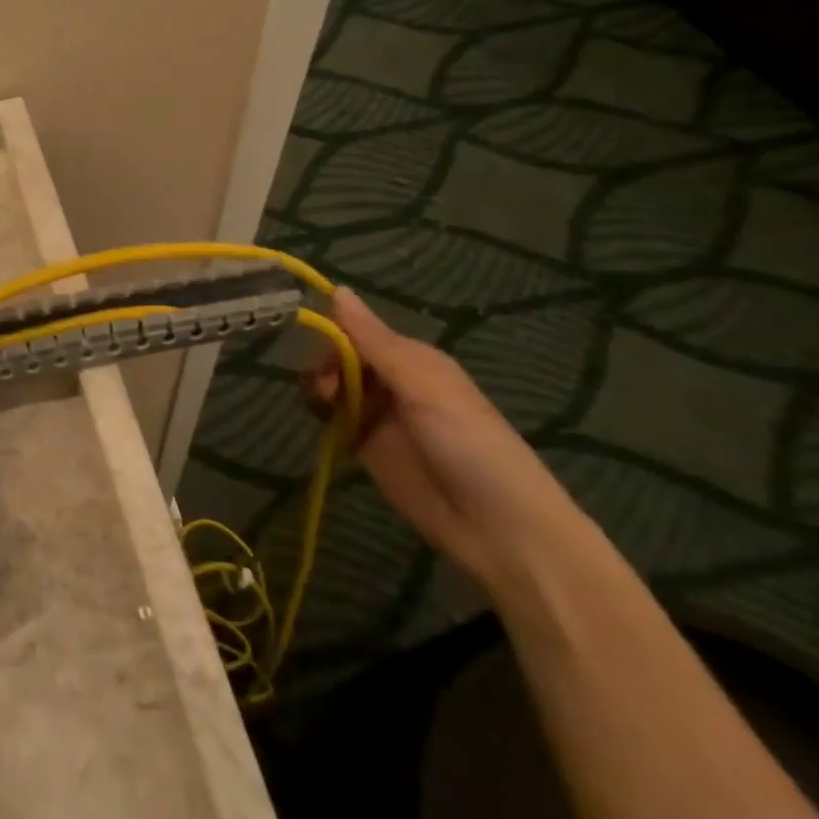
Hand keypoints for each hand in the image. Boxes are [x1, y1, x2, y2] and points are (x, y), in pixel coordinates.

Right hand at [313, 287, 581, 594]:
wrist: (499, 530)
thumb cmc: (470, 445)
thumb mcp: (422, 386)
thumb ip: (374, 341)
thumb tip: (338, 288)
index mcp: (412, 359)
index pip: (357, 331)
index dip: (333, 335)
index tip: (319, 351)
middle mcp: (393, 382)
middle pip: (340, 358)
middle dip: (324, 366)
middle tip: (324, 389)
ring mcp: (379, 415)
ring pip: (333, 385)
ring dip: (319, 388)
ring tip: (322, 407)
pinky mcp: (367, 447)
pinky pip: (334, 418)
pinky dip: (321, 414)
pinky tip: (321, 421)